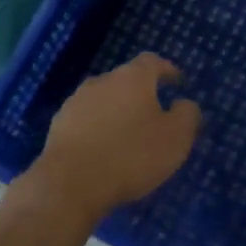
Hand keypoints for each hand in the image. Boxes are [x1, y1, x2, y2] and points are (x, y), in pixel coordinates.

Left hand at [26, 54, 200, 222]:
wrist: (71, 183)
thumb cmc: (131, 155)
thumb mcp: (175, 138)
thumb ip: (187, 115)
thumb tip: (184, 103)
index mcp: (132, 78)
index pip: (152, 62)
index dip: (167, 70)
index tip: (177, 82)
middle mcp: (102, 81)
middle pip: (126, 80)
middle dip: (141, 94)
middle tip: (155, 114)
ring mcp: (76, 101)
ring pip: (104, 100)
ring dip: (118, 111)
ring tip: (128, 134)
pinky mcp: (59, 124)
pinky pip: (87, 120)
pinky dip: (99, 128)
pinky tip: (104, 149)